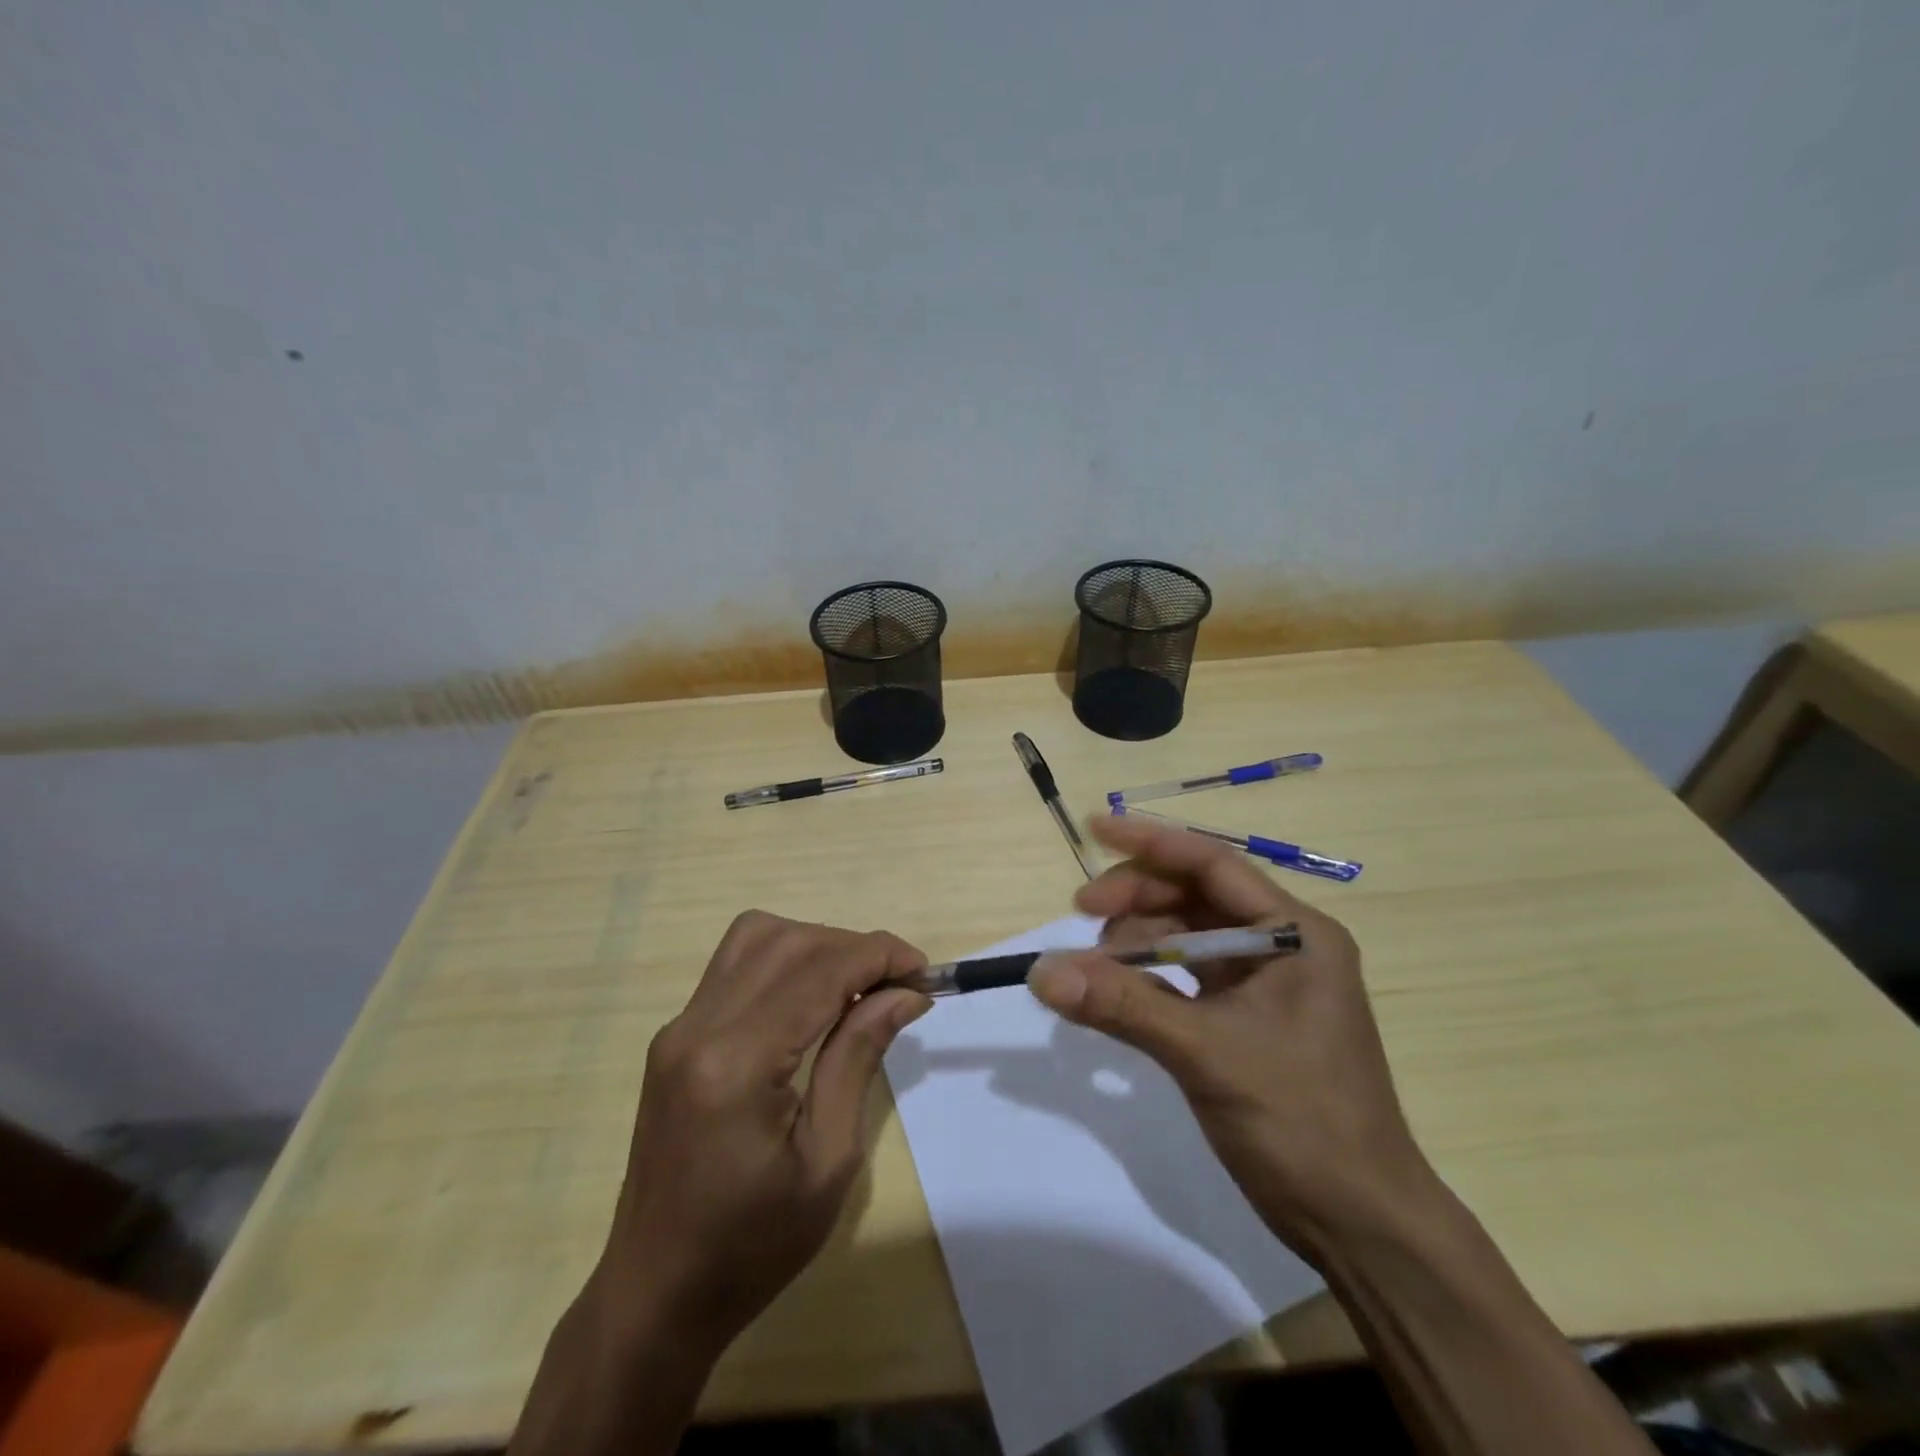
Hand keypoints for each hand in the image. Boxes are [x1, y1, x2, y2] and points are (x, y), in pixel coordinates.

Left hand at [600, 911, 930, 1352]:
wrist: (656, 1293)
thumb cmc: (753, 1246)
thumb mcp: (829, 1160)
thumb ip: (860, 1057)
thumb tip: (904, 992)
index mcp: (736, 1064)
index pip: (820, 971)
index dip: (880, 956)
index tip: (924, 973)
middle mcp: (699, 1027)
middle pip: (789, 942)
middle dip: (854, 947)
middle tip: (898, 985)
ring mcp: (679, 1027)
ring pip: (756, 936)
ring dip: (817, 945)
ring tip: (856, 987)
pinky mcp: (674, 1035)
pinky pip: (735, 964)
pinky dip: (784, 960)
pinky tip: (812, 1000)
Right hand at [1028, 813, 1436, 1257]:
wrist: (1360, 1224)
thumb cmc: (1302, 1124)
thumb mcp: (1207, 1054)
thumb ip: (1123, 1005)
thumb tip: (1041, 973)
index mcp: (1294, 934)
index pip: (1213, 863)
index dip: (1151, 841)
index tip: (1093, 828)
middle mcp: (1282, 945)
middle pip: (1195, 894)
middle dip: (1136, 898)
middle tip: (1080, 915)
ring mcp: (1265, 981)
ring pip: (1187, 933)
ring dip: (1137, 938)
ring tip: (1095, 965)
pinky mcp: (1246, 1015)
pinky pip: (1186, 974)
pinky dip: (1148, 974)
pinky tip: (1115, 987)